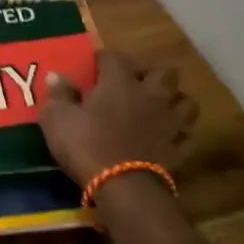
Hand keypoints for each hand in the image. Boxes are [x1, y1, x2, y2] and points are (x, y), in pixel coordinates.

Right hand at [40, 50, 198, 187]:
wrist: (122, 186)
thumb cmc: (86, 144)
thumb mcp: (57, 118)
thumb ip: (58, 95)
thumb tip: (56, 75)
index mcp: (120, 82)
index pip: (115, 57)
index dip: (104, 58)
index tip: (95, 63)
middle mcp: (151, 95)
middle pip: (165, 72)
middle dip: (152, 73)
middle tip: (137, 82)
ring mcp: (169, 123)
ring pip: (186, 102)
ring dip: (175, 101)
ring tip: (160, 107)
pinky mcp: (178, 150)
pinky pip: (187, 137)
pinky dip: (180, 135)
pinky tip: (169, 138)